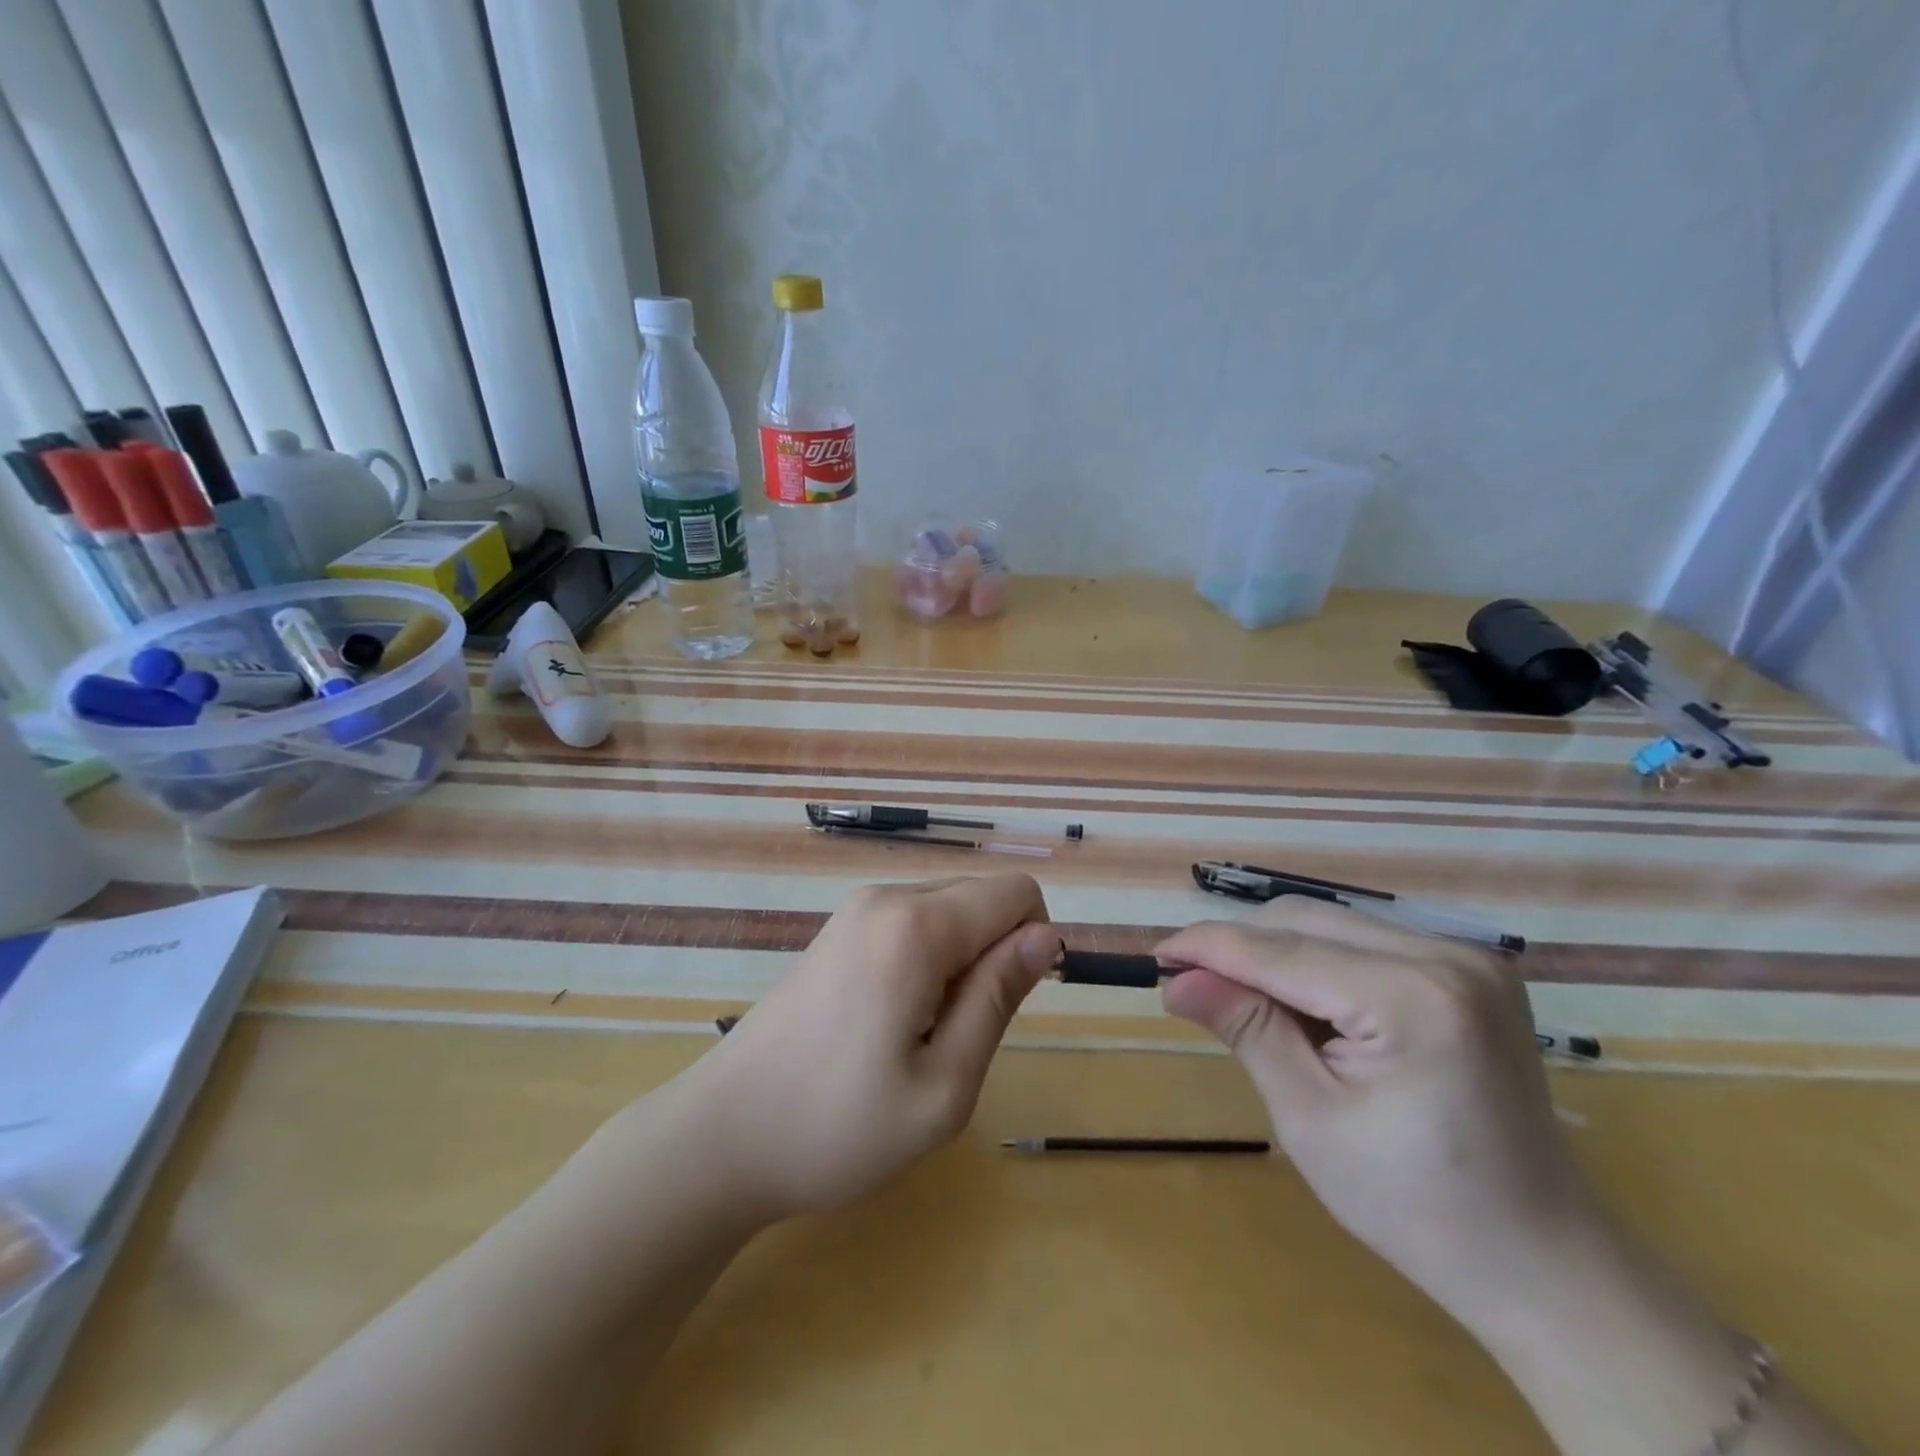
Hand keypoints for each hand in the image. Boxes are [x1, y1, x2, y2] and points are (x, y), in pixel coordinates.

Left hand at [679, 874, 1057, 1220]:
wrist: (722, 1136)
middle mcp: (886, 897)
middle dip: (993, 955)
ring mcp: (856, 909)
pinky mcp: (838, 929)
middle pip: (982, 897)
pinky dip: (927, 962)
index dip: (1032, 945)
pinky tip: (889, 1022)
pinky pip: (913, 923)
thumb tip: (1046, 935)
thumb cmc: (838, 1126)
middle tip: (953, 1035)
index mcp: (916, 925)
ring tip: (917, 1034)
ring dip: (959, 963)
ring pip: (949, 911)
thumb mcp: (943, 1084)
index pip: (1016, 892)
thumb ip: (999, 998)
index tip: (1003, 1008)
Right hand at [1156, 900, 1601, 1328]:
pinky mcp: (1469, 967)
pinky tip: (1301, 1004)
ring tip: (1242, 1000)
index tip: (1155, 955)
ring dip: (1274, 953)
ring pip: (1331, 924)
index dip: (1208, 947)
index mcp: (1414, 998)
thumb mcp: (1310, 1118)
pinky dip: (1316, 961)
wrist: (1540, 1258)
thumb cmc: (1415, 1205)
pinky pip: (1364, 941)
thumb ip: (1245, 1029)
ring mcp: (1467, 955)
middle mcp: (1447, 955)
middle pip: (1305, 921)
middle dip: (1239, 947)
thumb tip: (1176, 978)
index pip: (1280, 951)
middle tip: (1189, 983)